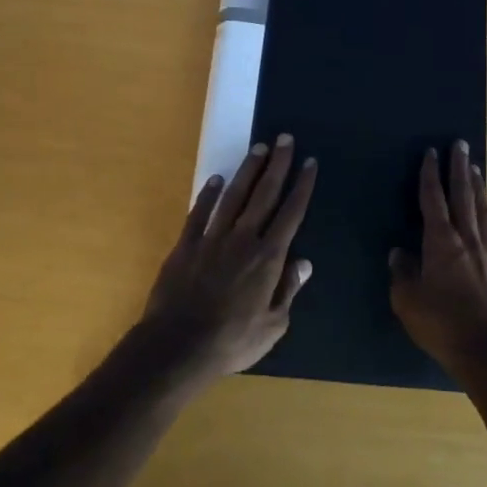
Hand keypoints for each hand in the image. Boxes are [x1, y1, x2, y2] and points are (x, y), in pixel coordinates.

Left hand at [140, 134, 315, 385]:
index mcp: (268, 258)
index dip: (302, 186)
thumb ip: (288, 291)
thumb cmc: (231, 342)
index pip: (291, 213)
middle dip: (278, 165)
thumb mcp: (272, 327)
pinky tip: (217, 179)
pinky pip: (200, 211)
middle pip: (264, 194)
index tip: (309, 162)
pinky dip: (209, 193)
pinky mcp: (186, 244)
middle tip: (285, 139)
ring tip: (258, 148)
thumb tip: (303, 263)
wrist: (177, 347)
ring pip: (234, 195)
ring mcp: (212, 238)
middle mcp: (243, 239)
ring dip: (248, 170)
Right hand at [391, 141, 486, 376]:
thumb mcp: (407, 301)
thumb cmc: (441, 325)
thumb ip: (402, 272)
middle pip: (462, 196)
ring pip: (482, 212)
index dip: (430, 175)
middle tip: (460, 144)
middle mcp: (467, 240)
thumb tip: (399, 252)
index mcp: (440, 243)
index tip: (431, 152)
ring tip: (475, 168)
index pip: (433, 200)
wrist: (486, 353)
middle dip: (458, 169)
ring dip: (478, 188)